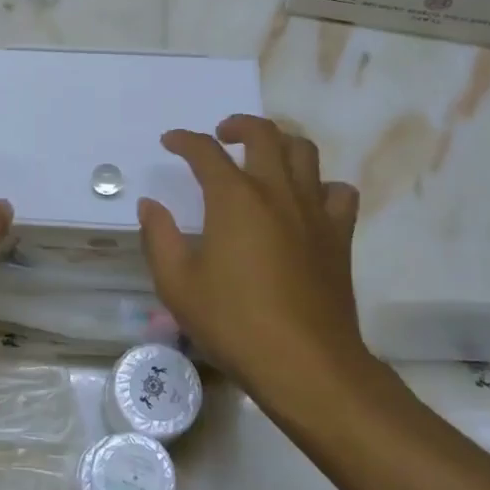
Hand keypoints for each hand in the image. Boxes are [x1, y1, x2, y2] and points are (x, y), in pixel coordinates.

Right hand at [138, 115, 366, 394]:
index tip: (170, 142)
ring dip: (281, 144)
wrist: (306, 364)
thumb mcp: (178, 285)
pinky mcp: (339, 236)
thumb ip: (159, 238)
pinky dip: (321, 186)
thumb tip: (150, 205)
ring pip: (305, 153)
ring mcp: (313, 211)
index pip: (205, 152)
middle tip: (221, 136)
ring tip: (264, 158)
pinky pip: (338, 193)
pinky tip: (307, 202)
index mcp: (234, 198)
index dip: (184, 141)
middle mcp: (276, 192)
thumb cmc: (234, 323)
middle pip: (263, 134)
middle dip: (238, 125)